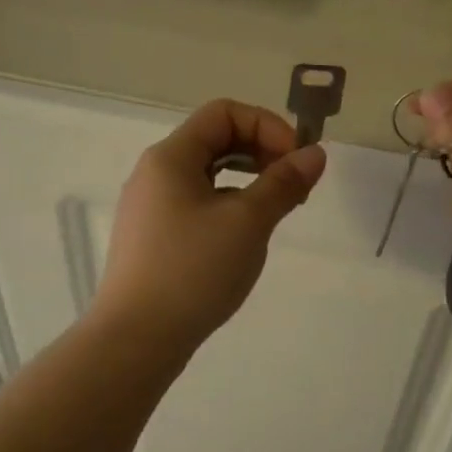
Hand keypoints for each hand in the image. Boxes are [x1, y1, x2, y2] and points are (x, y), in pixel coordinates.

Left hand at [94, 99, 326, 347]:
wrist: (136, 338)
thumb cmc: (193, 271)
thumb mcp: (247, 223)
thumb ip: (283, 183)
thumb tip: (315, 154)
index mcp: (170, 157)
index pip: (224, 113)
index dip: (267, 126)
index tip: (296, 162)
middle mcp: (154, 174)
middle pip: (214, 140)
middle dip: (261, 153)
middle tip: (295, 188)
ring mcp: (149, 208)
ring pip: (206, 176)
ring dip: (247, 182)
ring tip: (275, 213)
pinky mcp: (151, 239)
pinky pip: (195, 205)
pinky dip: (227, 207)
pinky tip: (243, 239)